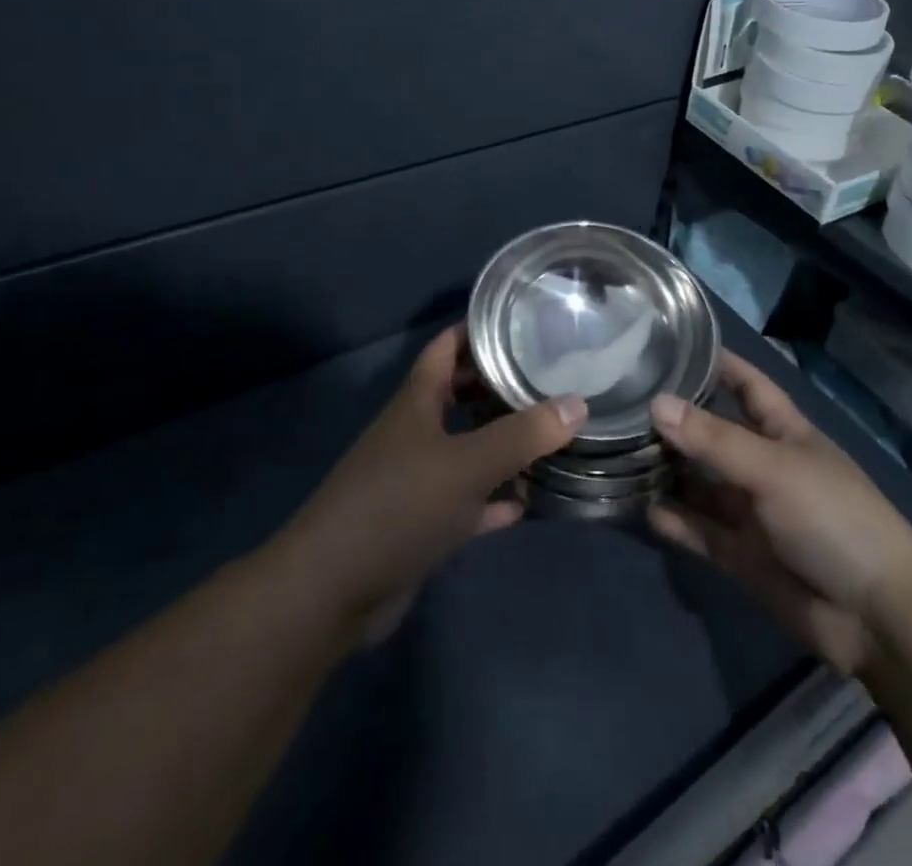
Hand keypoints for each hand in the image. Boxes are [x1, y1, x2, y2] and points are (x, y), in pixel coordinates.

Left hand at [277, 324, 585, 636]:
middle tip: (549, 378)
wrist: (334, 590)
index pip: (448, 346)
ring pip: (466, 447)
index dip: (479, 329)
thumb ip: (522, 434)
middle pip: (460, 394)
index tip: (523, 321)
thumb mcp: (467, 464)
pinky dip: (492, 498)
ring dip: (501, 444)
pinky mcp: (421, 522)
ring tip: (549, 435)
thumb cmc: (399, 505)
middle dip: (499, 385)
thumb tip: (577, 403)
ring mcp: (416, 478)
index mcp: (417, 401)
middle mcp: (416, 431)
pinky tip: (525, 501)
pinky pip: (466, 500)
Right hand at [648, 351, 911, 674]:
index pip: (748, 385)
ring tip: (619, 451)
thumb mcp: (772, 468)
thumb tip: (656, 403)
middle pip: (714, 434)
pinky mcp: (741, 555)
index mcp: (784, 432)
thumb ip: (713, 439)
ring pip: (701, 483)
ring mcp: (752, 512)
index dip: (719, 364)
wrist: (875, 616)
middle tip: (625, 401)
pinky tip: (641, 506)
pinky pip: (699, 530)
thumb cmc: (832, 517)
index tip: (674, 344)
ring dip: (668, 471)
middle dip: (677, 420)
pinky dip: (674, 520)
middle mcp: (764, 466)